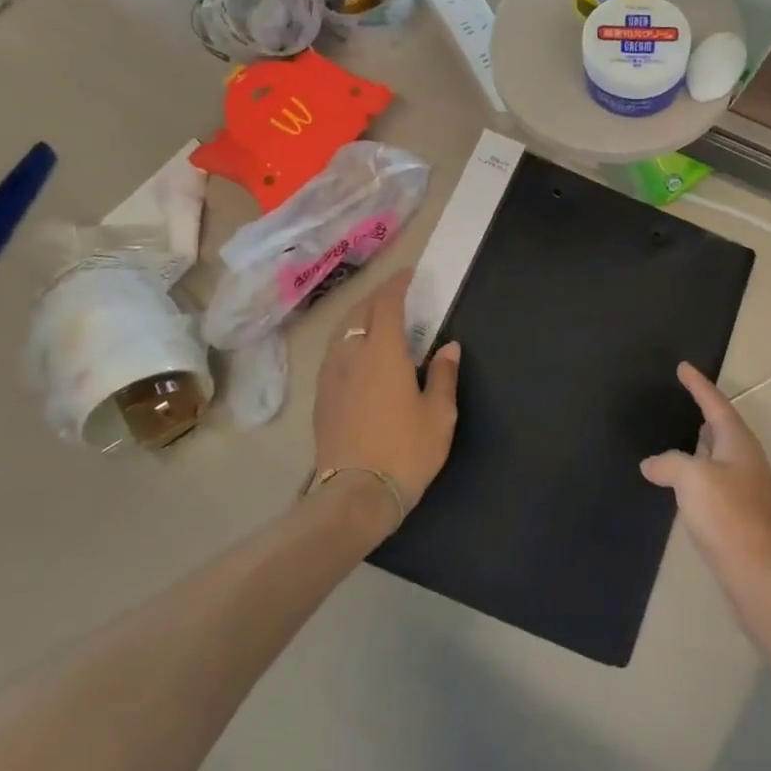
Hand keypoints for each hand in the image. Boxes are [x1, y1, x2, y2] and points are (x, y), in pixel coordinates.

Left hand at [311, 269, 461, 524]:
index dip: (397, 285)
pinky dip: (348, 341)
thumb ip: (443, 375)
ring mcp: (332, 377)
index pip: (387, 304)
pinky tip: (358, 356)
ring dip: (359, 318)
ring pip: (342, 333)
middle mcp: (352, 356)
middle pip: (359, 313)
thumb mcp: (439, 414)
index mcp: (384, 353)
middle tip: (395, 296)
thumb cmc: (405, 451)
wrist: (355, 496)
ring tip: (376, 321)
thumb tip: (448, 347)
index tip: (409, 275)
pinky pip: (334, 354)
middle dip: (376, 298)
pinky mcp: (322, 398)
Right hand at [642, 363, 770, 588]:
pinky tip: (685, 488)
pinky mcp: (743, 519)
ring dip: (702, 447)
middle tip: (684, 400)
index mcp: (739, 444)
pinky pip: (717, 485)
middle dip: (705, 414)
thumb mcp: (692, 480)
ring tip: (681, 440)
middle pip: (724, 429)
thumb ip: (670, 463)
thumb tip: (652, 463)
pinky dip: (700, 477)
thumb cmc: (729, 517)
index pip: (716, 404)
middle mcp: (748, 462)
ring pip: (721, 458)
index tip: (683, 367)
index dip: (698, 385)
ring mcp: (749, 492)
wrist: (764, 578)